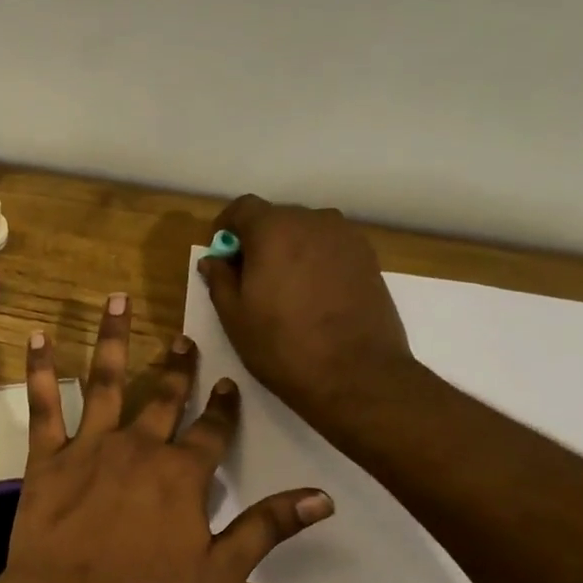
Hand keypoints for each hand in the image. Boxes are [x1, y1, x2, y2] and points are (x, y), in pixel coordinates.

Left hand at [1, 293, 332, 582]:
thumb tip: (323, 498)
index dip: (222, 408)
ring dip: (112, 339)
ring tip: (117, 300)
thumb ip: (267, 528)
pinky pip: (44, 405)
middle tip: (184, 338)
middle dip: (177, 367)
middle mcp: (140, 447)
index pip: (212, 432)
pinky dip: (41, 370)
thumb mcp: (220, 571)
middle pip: (163, 397)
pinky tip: (40, 338)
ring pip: (105, 382)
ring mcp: (90, 447)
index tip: (227, 383)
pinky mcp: (47, 458)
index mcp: (182, 475)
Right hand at [199, 195, 416, 425]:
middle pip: (277, 218)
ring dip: (289, 250)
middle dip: (258, 240)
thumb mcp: (235, 317)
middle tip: (249, 278)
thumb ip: (220, 279)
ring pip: (306, 232)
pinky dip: (315, 261)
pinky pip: (330, 248)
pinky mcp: (369, 258)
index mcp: (274, 230)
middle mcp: (313, 221)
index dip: (227, 227)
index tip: (222, 254)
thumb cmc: (282, 346)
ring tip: (283, 289)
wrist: (355, 374)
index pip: (243, 208)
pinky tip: (312, 296)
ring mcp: (346, 238)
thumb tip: (213, 259)